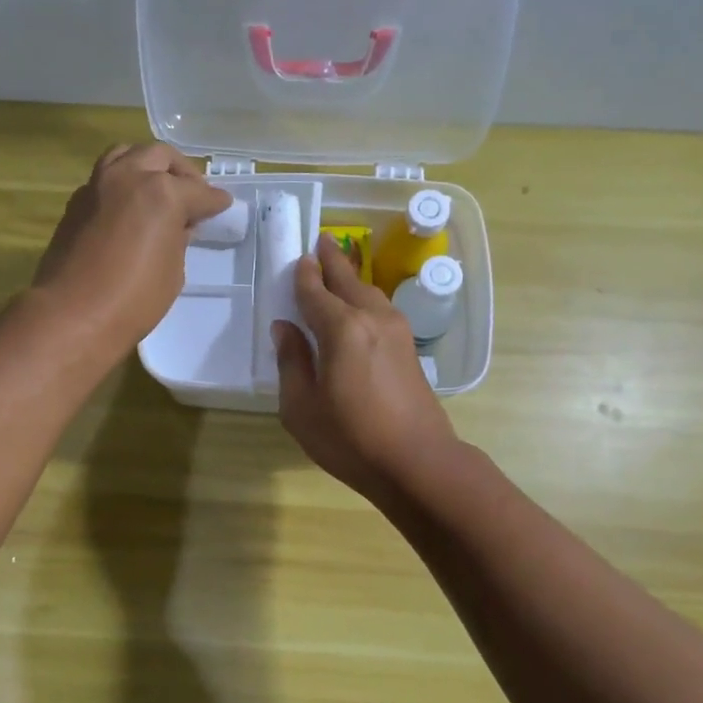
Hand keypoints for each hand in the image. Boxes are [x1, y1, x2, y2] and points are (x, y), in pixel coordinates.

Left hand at [33, 144, 232, 352]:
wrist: (73, 315)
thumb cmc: (134, 299)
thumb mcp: (173, 271)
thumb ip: (178, 239)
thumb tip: (179, 226)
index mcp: (161, 193)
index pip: (198, 192)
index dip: (215, 201)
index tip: (223, 205)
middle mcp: (129, 177)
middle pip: (160, 157)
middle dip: (182, 172)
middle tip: (193, 194)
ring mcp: (98, 185)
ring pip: (127, 155)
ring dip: (147, 165)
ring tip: (158, 187)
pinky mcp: (76, 202)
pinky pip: (104, 177)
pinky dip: (122, 183)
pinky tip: (129, 206)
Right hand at [273, 236, 460, 503]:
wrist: (417, 461)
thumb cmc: (351, 438)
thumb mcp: (302, 407)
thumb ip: (291, 362)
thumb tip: (285, 328)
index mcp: (341, 329)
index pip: (315, 292)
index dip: (303, 275)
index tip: (297, 258)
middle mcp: (372, 318)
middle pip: (348, 280)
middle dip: (333, 260)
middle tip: (322, 240)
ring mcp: (397, 332)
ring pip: (370, 292)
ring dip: (352, 277)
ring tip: (340, 267)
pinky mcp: (410, 348)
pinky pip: (382, 309)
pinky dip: (366, 298)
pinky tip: (361, 306)